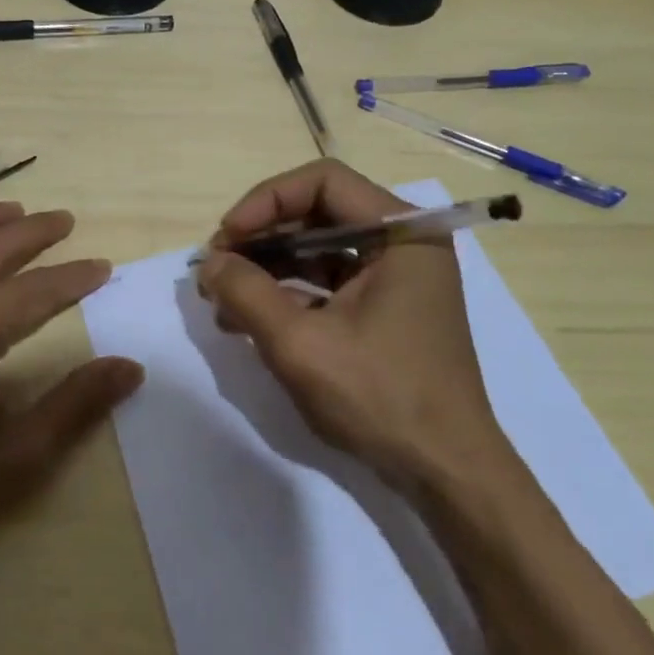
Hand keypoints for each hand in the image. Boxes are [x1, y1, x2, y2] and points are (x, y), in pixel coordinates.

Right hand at [197, 159, 508, 492]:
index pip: (323, 181)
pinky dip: (289, 293)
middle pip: (319, 213)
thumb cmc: (381, 398)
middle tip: (217, 268)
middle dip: (262, 237)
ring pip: (319, 248)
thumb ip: (247, 293)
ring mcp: (396, 276)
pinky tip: (249, 319)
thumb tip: (208, 263)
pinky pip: (329, 281)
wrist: (445, 472)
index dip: (266, 201)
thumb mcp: (301, 343)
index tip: (226, 238)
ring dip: (268, 267)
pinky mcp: (386, 307)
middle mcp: (404, 242)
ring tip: (222, 298)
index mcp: (403, 232)